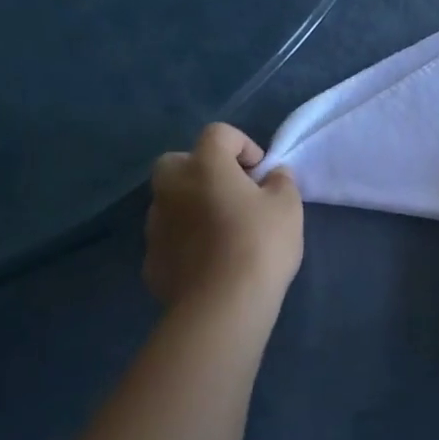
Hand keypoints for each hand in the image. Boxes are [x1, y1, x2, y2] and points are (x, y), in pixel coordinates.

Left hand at [145, 123, 302, 312]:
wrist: (222, 305)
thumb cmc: (260, 245)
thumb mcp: (288, 207)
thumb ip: (280, 182)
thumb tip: (271, 176)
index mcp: (204, 166)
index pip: (218, 134)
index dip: (242, 145)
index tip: (260, 172)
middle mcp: (171, 187)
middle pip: (178, 162)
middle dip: (202, 170)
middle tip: (231, 194)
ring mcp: (155, 225)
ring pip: (169, 202)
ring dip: (190, 207)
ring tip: (220, 233)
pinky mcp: (150, 260)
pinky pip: (168, 239)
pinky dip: (184, 242)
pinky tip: (206, 263)